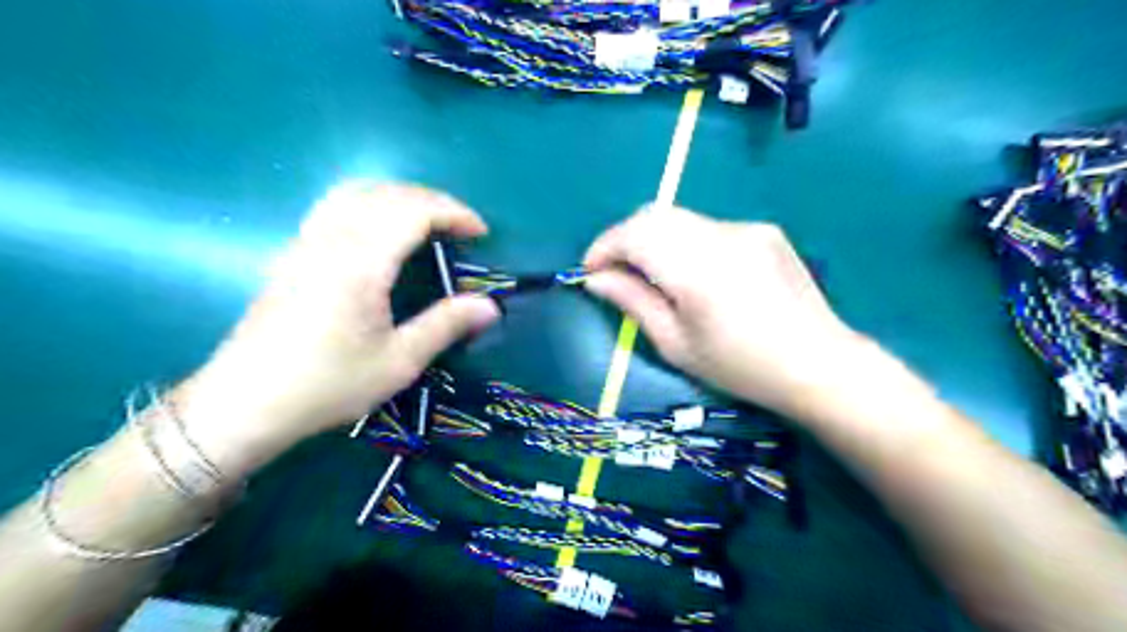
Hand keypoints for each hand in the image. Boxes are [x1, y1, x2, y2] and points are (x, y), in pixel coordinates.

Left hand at [176, 180, 496, 475]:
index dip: (453, 212)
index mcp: (360, 262)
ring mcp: (306, 243)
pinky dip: (370, 203)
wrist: (245, 404)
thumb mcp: (398, 362)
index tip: (480, 232)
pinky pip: (335, 206)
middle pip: (386, 193)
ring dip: (399, 196)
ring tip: (425, 221)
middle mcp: (331, 240)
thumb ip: (445, 325)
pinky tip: (379, 232)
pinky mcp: (292, 254)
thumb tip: (490, 306)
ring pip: (355, 192)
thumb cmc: (327, 385)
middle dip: (432, 201)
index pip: (413, 211)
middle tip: (460, 227)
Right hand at [586, 204, 865, 419]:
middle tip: (616, 272)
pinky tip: (696, 274)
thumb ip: (633, 303)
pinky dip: (685, 242)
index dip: (603, 246)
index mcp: (697, 270)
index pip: (634, 234)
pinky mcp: (762, 230)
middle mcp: (721, 236)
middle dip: (624, 238)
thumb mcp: (676, 345)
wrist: (817, 363)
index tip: (590, 270)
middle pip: (654, 215)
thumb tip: (596, 279)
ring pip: (679, 218)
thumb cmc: (740, 366)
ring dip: (654, 239)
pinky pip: (707, 227)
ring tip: (651, 274)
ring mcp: (745, 228)